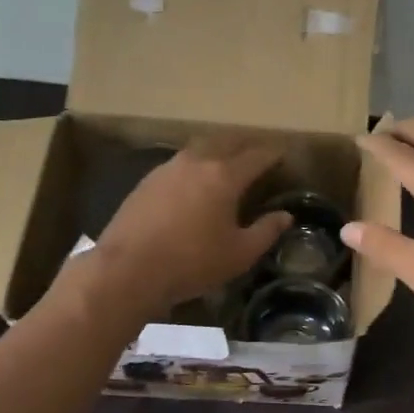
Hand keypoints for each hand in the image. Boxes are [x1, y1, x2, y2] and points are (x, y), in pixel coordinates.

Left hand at [84, 138, 289, 317]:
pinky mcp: (146, 181)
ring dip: (217, 151)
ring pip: (199, 149)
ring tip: (226, 163)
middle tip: (257, 154)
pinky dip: (195, 166)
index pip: (257, 156)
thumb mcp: (239, 254)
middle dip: (245, 145)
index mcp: (224, 176)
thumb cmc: (192, 262)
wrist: (128, 270)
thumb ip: (266, 231)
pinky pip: (179, 164)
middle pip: (226, 142)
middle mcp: (197, 162)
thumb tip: (285, 216)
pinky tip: (193, 182)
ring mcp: (167, 168)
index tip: (283, 154)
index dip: (273, 154)